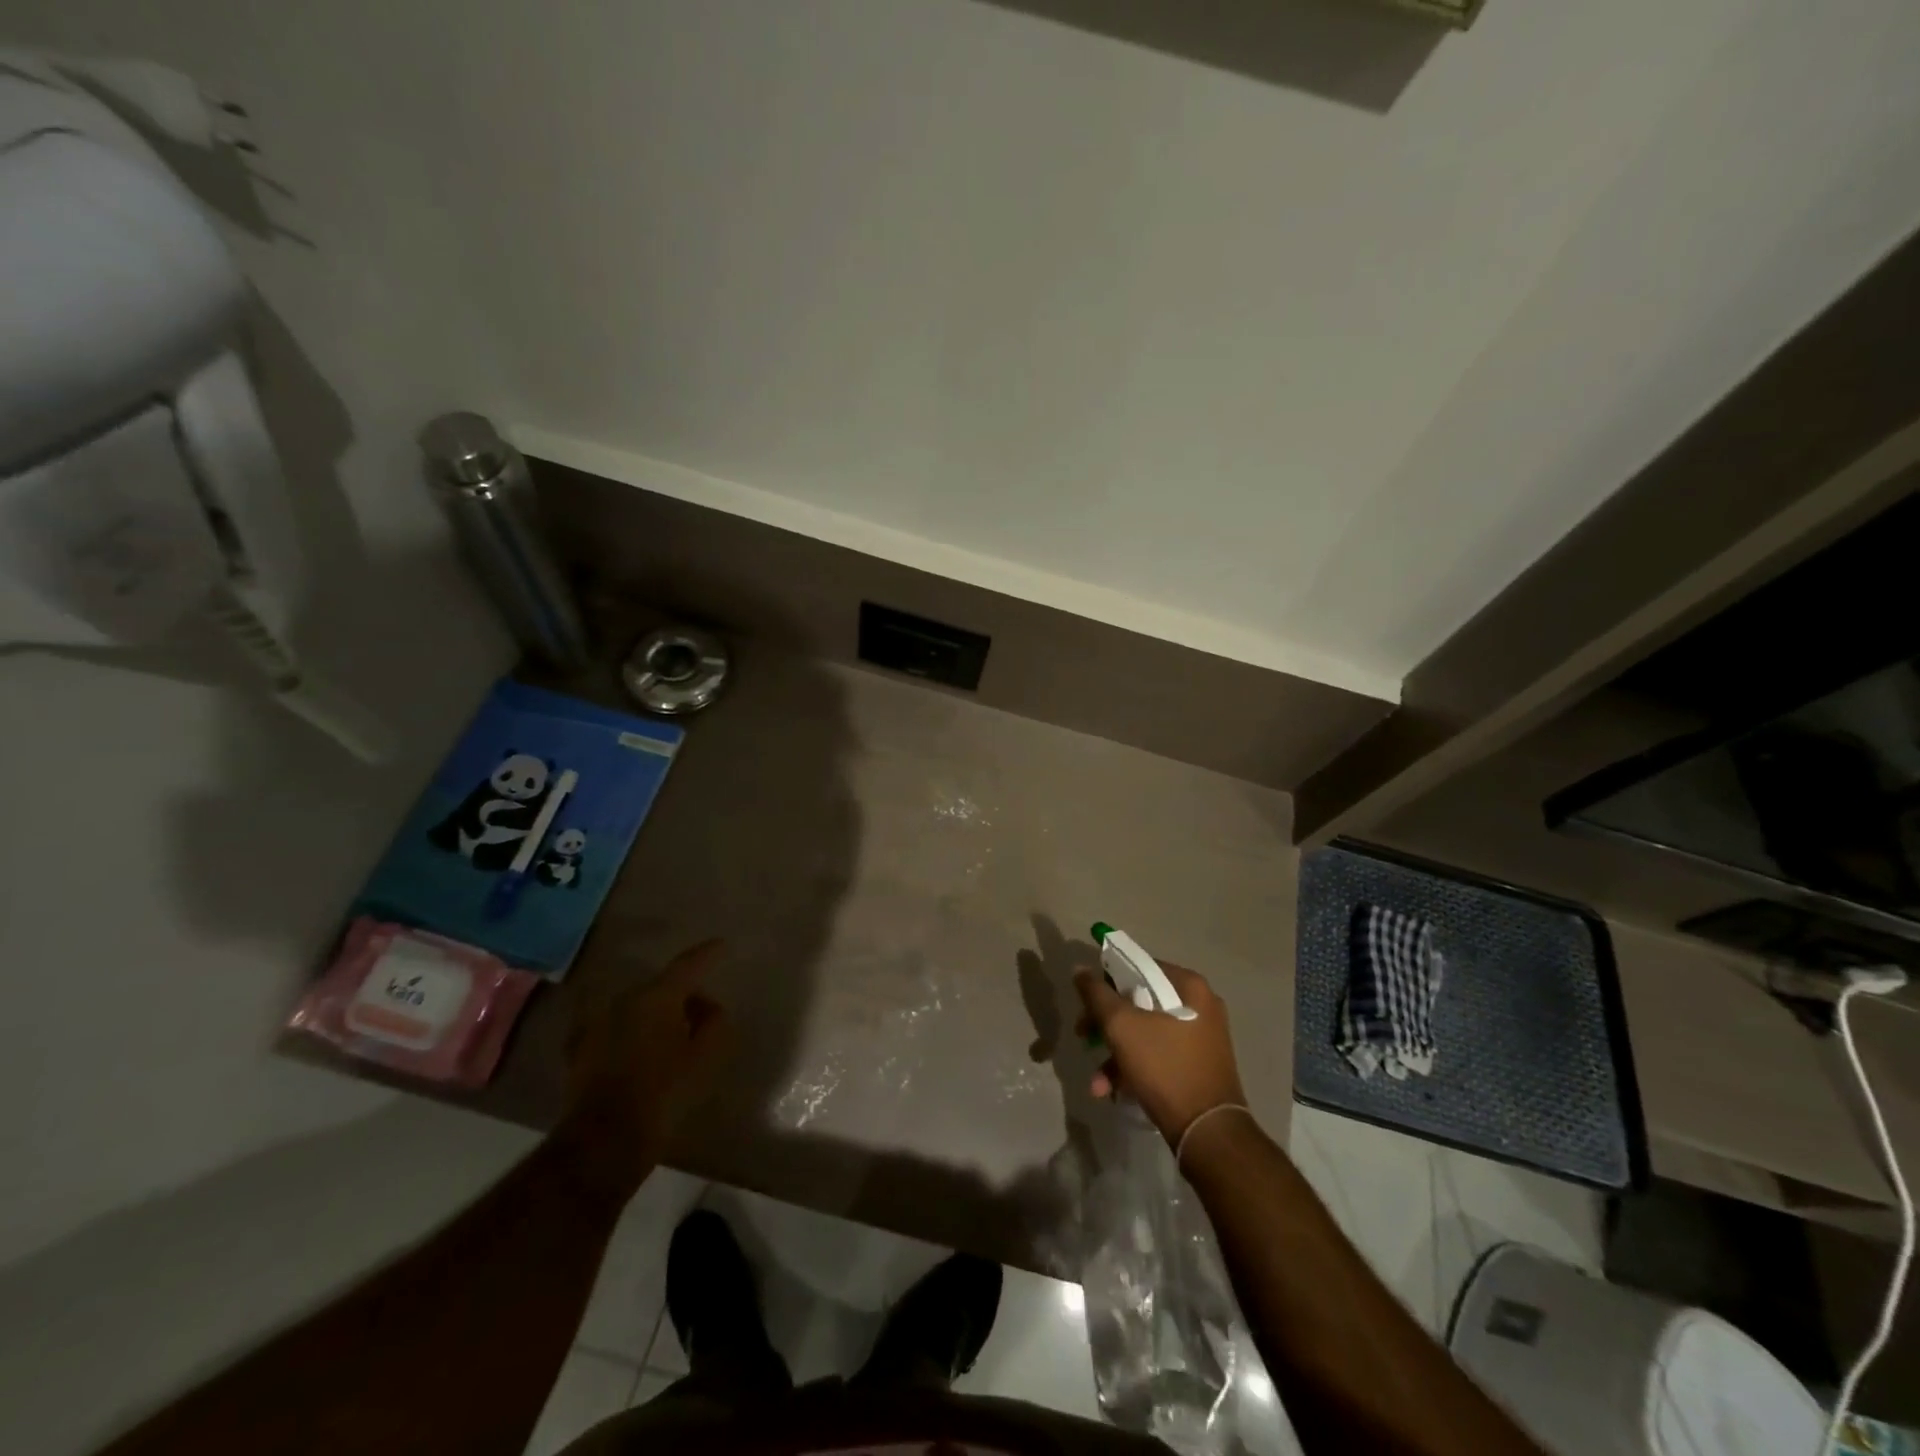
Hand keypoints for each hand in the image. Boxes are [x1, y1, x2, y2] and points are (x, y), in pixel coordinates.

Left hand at [561, 939, 732, 1191]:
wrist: (603, 1142)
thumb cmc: (664, 1094)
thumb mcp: (706, 1057)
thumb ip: (715, 1022)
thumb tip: (707, 1008)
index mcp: (656, 996)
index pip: (688, 964)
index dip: (707, 954)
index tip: (722, 946)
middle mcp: (623, 1001)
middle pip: (661, 987)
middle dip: (683, 995)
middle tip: (703, 1014)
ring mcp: (597, 1025)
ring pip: (637, 1009)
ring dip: (656, 1017)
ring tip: (673, 1037)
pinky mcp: (580, 1053)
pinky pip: (616, 1031)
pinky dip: (633, 1035)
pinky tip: (641, 1051)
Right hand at [1074, 963, 1247, 1146]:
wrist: (1207, 1133)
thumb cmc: (1165, 1067)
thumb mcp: (1122, 1026)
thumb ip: (1097, 994)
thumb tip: (1080, 970)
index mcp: (1189, 985)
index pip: (1138, 967)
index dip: (1106, 981)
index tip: (1086, 1003)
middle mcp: (1200, 1005)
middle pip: (1139, 1001)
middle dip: (1106, 1023)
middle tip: (1083, 1035)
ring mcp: (1201, 1037)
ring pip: (1146, 1031)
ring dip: (1115, 1053)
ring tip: (1097, 1081)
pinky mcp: (1198, 1065)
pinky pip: (1159, 1054)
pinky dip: (1134, 1067)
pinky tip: (1112, 1091)